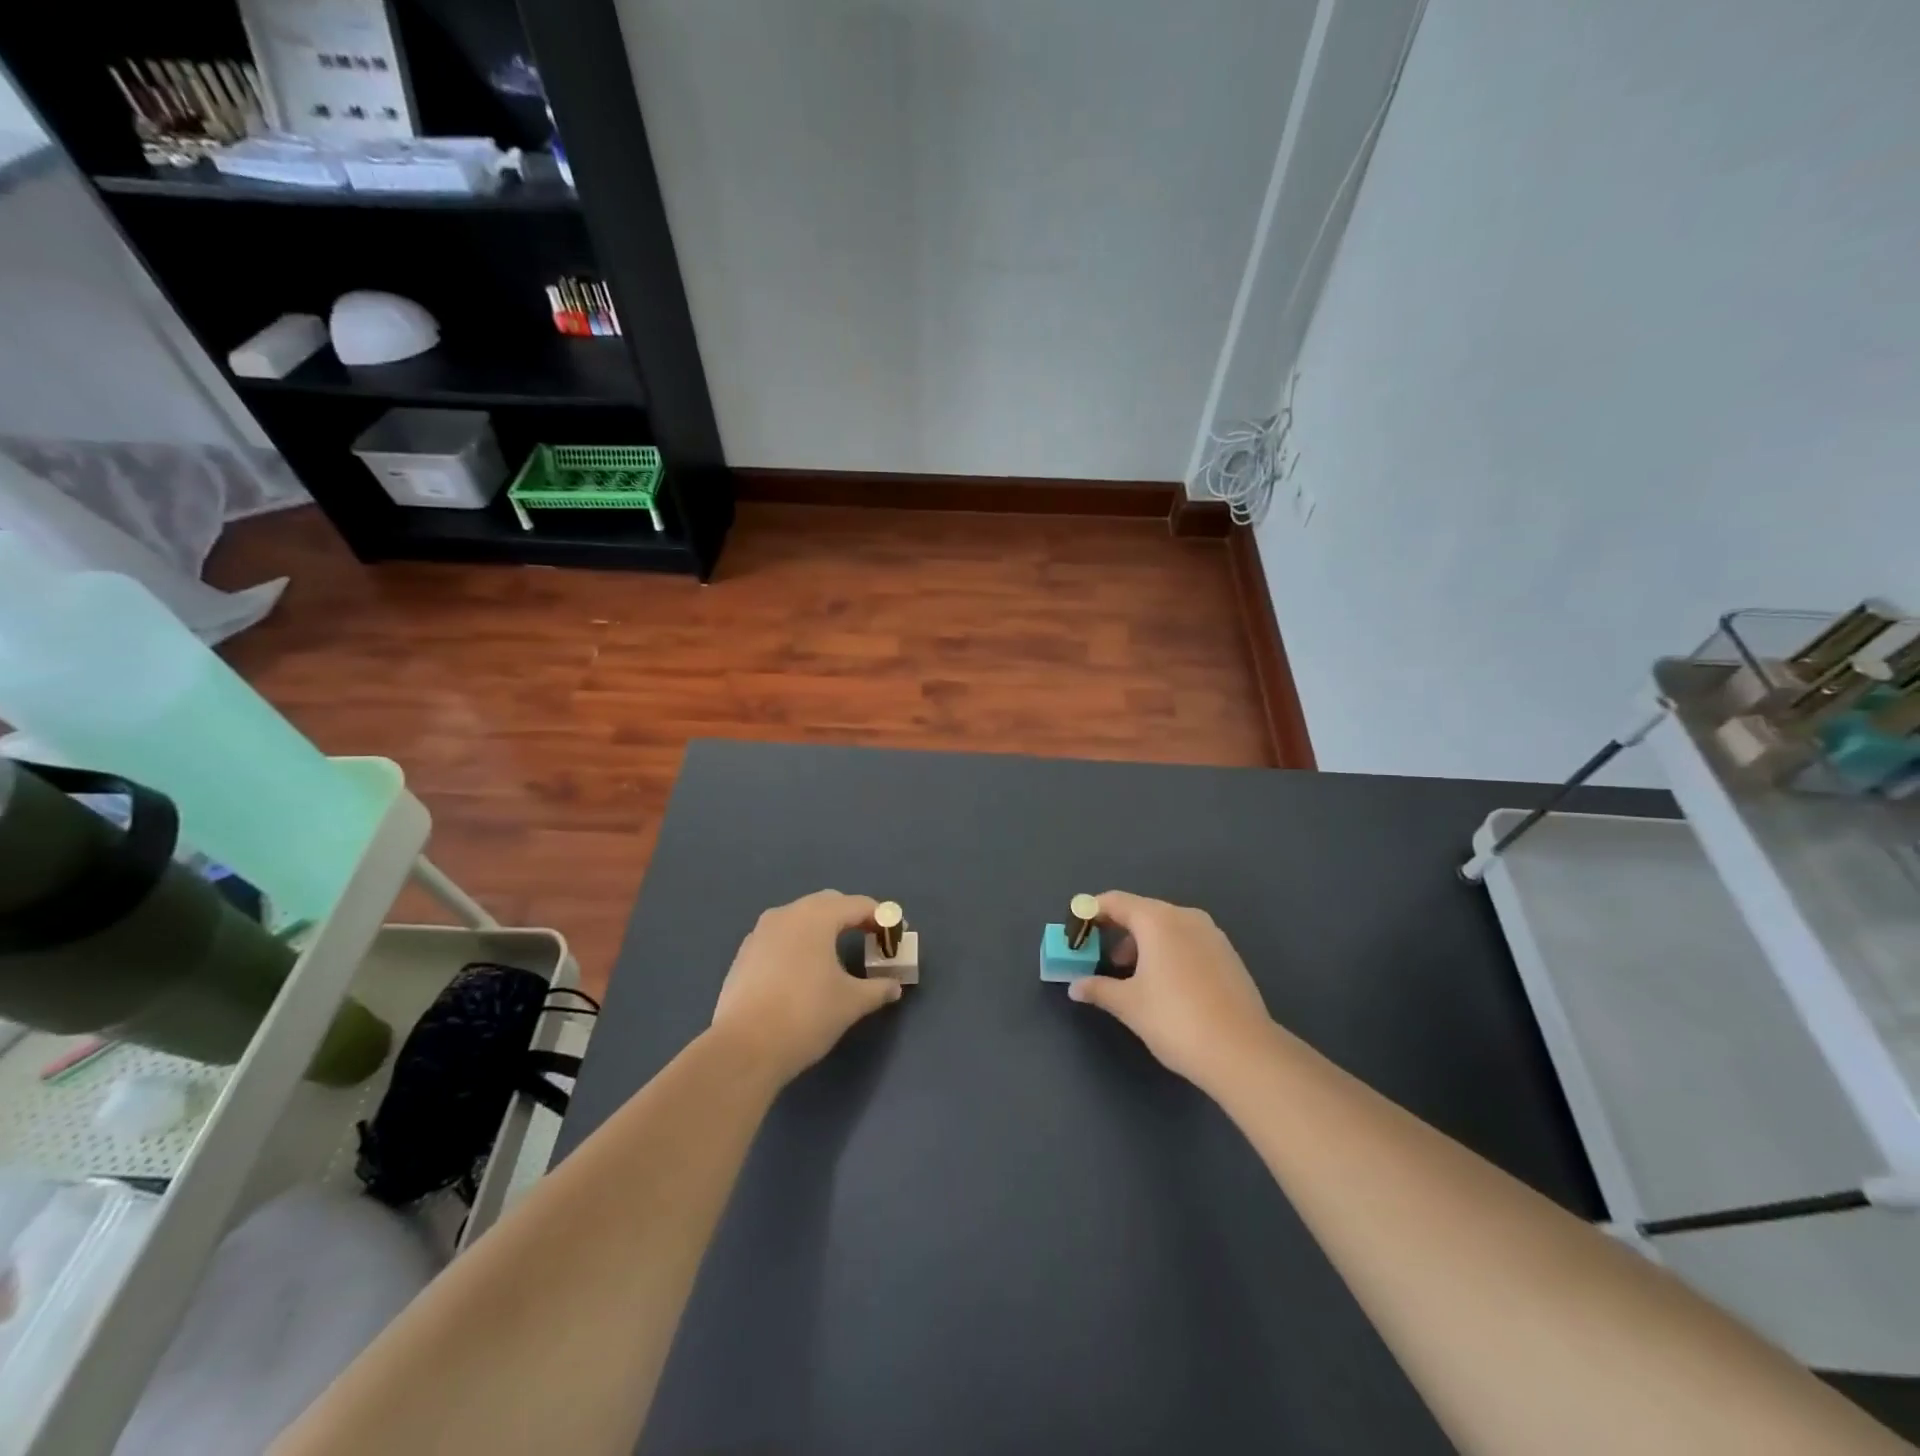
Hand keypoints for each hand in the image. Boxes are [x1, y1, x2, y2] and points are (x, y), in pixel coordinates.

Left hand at [710, 891, 902, 1084]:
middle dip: (853, 916)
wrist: (743, 1049)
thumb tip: (893, 987)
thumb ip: (877, 989)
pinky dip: (800, 943)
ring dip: (824, 928)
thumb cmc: (805, 1016)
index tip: (897, 936)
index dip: (883, 918)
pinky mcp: (744, 955)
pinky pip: (781, 936)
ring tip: (839, 953)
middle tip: (872, 939)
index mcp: (816, 917)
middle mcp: (786, 914)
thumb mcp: (851, 1003)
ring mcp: (760, 933)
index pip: (859, 905)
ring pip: (800, 918)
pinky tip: (805, 970)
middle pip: (828, 903)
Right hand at [1067, 891, 1274, 1089]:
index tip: (1076, 930)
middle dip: (1117, 930)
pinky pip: (1187, 941)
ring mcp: (1211, 934)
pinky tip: (1165, 984)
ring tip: (1131, 976)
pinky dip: (1168, 951)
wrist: (1243, 1052)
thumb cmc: (1175, 1020)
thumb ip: (1099, 989)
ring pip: (1167, 927)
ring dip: (1143, 943)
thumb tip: (1076, 987)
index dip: (1091, 912)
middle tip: (1101, 957)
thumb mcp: (1129, 1005)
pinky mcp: (1228, 954)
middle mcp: (1185, 917)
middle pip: (1142, 911)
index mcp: (1157, 920)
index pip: (1115, 901)